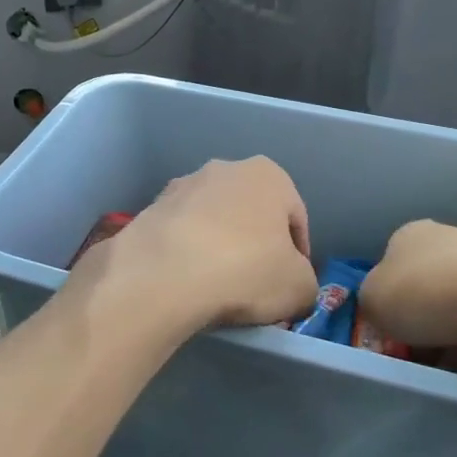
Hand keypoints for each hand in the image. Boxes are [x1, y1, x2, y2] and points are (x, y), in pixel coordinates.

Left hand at [71, 158, 315, 340]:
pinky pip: (182, 233)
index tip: (290, 285)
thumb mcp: (300, 288)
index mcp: (268, 175)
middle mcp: (225, 168)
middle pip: (251, 214)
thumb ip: (305, 282)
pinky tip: (187, 281)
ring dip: (219, 246)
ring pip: (213, 221)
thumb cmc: (245, 269)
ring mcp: (183, 185)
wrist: (164, 274)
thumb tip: (293, 285)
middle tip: (255, 285)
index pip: (295, 219)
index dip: (298, 256)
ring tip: (217, 286)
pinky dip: (188, 252)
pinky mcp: (152, 207)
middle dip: (255, 245)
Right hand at [356, 220, 456, 363]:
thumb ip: (372, 301)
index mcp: (410, 234)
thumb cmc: (427, 294)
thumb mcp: (372, 299)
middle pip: (430, 287)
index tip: (395, 333)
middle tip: (426, 355)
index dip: (391, 302)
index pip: (392, 268)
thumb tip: (386, 307)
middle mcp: (450, 237)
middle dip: (427, 322)